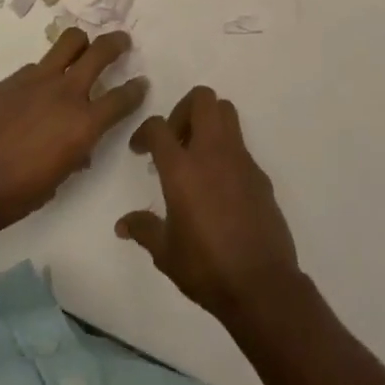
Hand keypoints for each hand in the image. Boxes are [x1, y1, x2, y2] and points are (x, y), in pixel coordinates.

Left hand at [0, 28, 146, 235]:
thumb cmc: (9, 196)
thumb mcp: (53, 183)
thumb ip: (71, 157)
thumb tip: (78, 149)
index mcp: (83, 125)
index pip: (122, 98)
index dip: (135, 90)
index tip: (141, 83)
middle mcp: (65, 94)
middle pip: (100, 51)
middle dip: (116, 43)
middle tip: (122, 42)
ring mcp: (35, 81)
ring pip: (68, 42)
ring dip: (81, 42)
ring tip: (82, 47)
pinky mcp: (8, 80)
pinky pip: (35, 66)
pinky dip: (43, 72)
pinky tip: (34, 89)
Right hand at [116, 86, 301, 320]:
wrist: (261, 284)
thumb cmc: (206, 268)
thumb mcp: (165, 253)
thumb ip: (144, 229)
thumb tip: (123, 224)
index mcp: (182, 169)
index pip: (159, 126)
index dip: (145, 131)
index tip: (140, 150)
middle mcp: (213, 153)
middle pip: (202, 99)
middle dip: (183, 109)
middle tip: (174, 140)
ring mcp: (241, 160)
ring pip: (226, 113)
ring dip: (208, 122)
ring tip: (195, 156)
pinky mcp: (260, 174)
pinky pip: (240, 146)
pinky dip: (225, 152)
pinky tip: (218, 186)